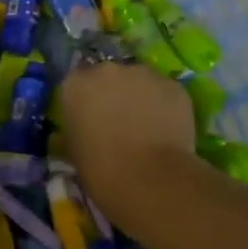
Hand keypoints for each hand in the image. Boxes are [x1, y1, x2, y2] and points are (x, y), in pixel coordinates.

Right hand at [58, 63, 198, 214]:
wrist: (149, 178)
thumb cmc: (100, 169)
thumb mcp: (74, 149)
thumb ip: (78, 127)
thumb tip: (86, 127)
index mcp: (75, 84)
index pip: (78, 81)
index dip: (87, 98)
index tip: (92, 116)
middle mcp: (106, 70)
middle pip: (109, 75)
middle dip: (114, 92)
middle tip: (121, 119)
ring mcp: (141, 73)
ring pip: (140, 80)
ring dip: (140, 96)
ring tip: (148, 125)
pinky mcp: (172, 85)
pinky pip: (165, 92)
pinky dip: (166, 106)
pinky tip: (168, 129)